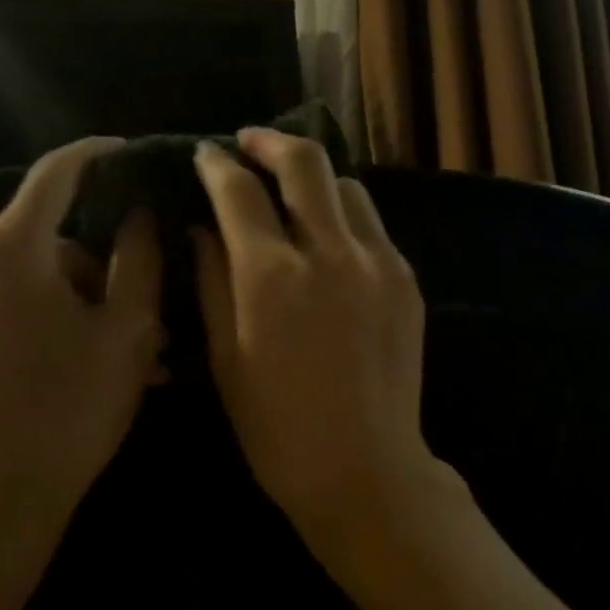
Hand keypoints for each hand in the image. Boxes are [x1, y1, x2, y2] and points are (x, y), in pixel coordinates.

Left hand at [0, 136, 164, 548]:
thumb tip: (138, 216)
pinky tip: (94, 362)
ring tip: (137, 356)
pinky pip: (15, 304)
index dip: (97, 156)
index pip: (56, 174)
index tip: (131, 152)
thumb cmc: (70, 406)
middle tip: (156, 316)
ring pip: (40, 278)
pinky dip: (58, 320)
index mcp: (10, 250)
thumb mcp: (127, 330)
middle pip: (55, 239)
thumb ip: (137, 259)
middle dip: (107, 270)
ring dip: (89, 305)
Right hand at [193, 129, 441, 530]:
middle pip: (305, 162)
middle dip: (271, 141)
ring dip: (314, 180)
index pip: (239, 190)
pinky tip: (330, 241)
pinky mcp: (406, 280)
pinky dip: (345, 218)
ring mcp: (377, 262)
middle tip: (250, 144)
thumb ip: (212, 282)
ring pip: (347, 187)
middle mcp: (330, 252)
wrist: (366, 468)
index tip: (205, 155)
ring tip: (294, 195)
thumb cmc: (278, 428)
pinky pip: (373, 227)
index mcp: (272, 275)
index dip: (217, 164)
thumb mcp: (226, 357)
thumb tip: (203, 228)